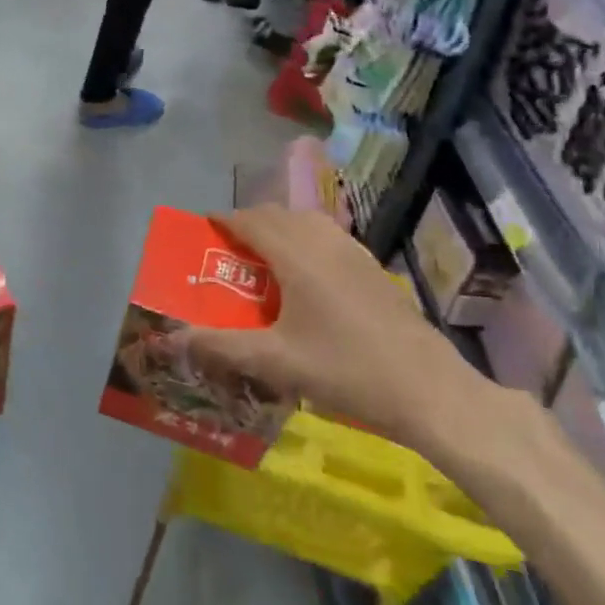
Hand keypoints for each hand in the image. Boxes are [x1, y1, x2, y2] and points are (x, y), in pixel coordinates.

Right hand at [181, 206, 486, 446]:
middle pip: (279, 215)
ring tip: (263, 259)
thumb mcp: (276, 363)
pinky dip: (306, 241)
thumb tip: (175, 338)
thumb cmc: (347, 371)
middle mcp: (325, 242)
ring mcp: (355, 253)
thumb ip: (222, 347)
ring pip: (307, 222)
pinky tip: (306, 278)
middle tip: (228, 248)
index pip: (252, 220)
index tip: (203, 228)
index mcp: (297, 256)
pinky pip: (329, 238)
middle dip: (249, 223)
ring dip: (280, 229)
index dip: (224, 220)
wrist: (430, 390)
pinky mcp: (374, 269)